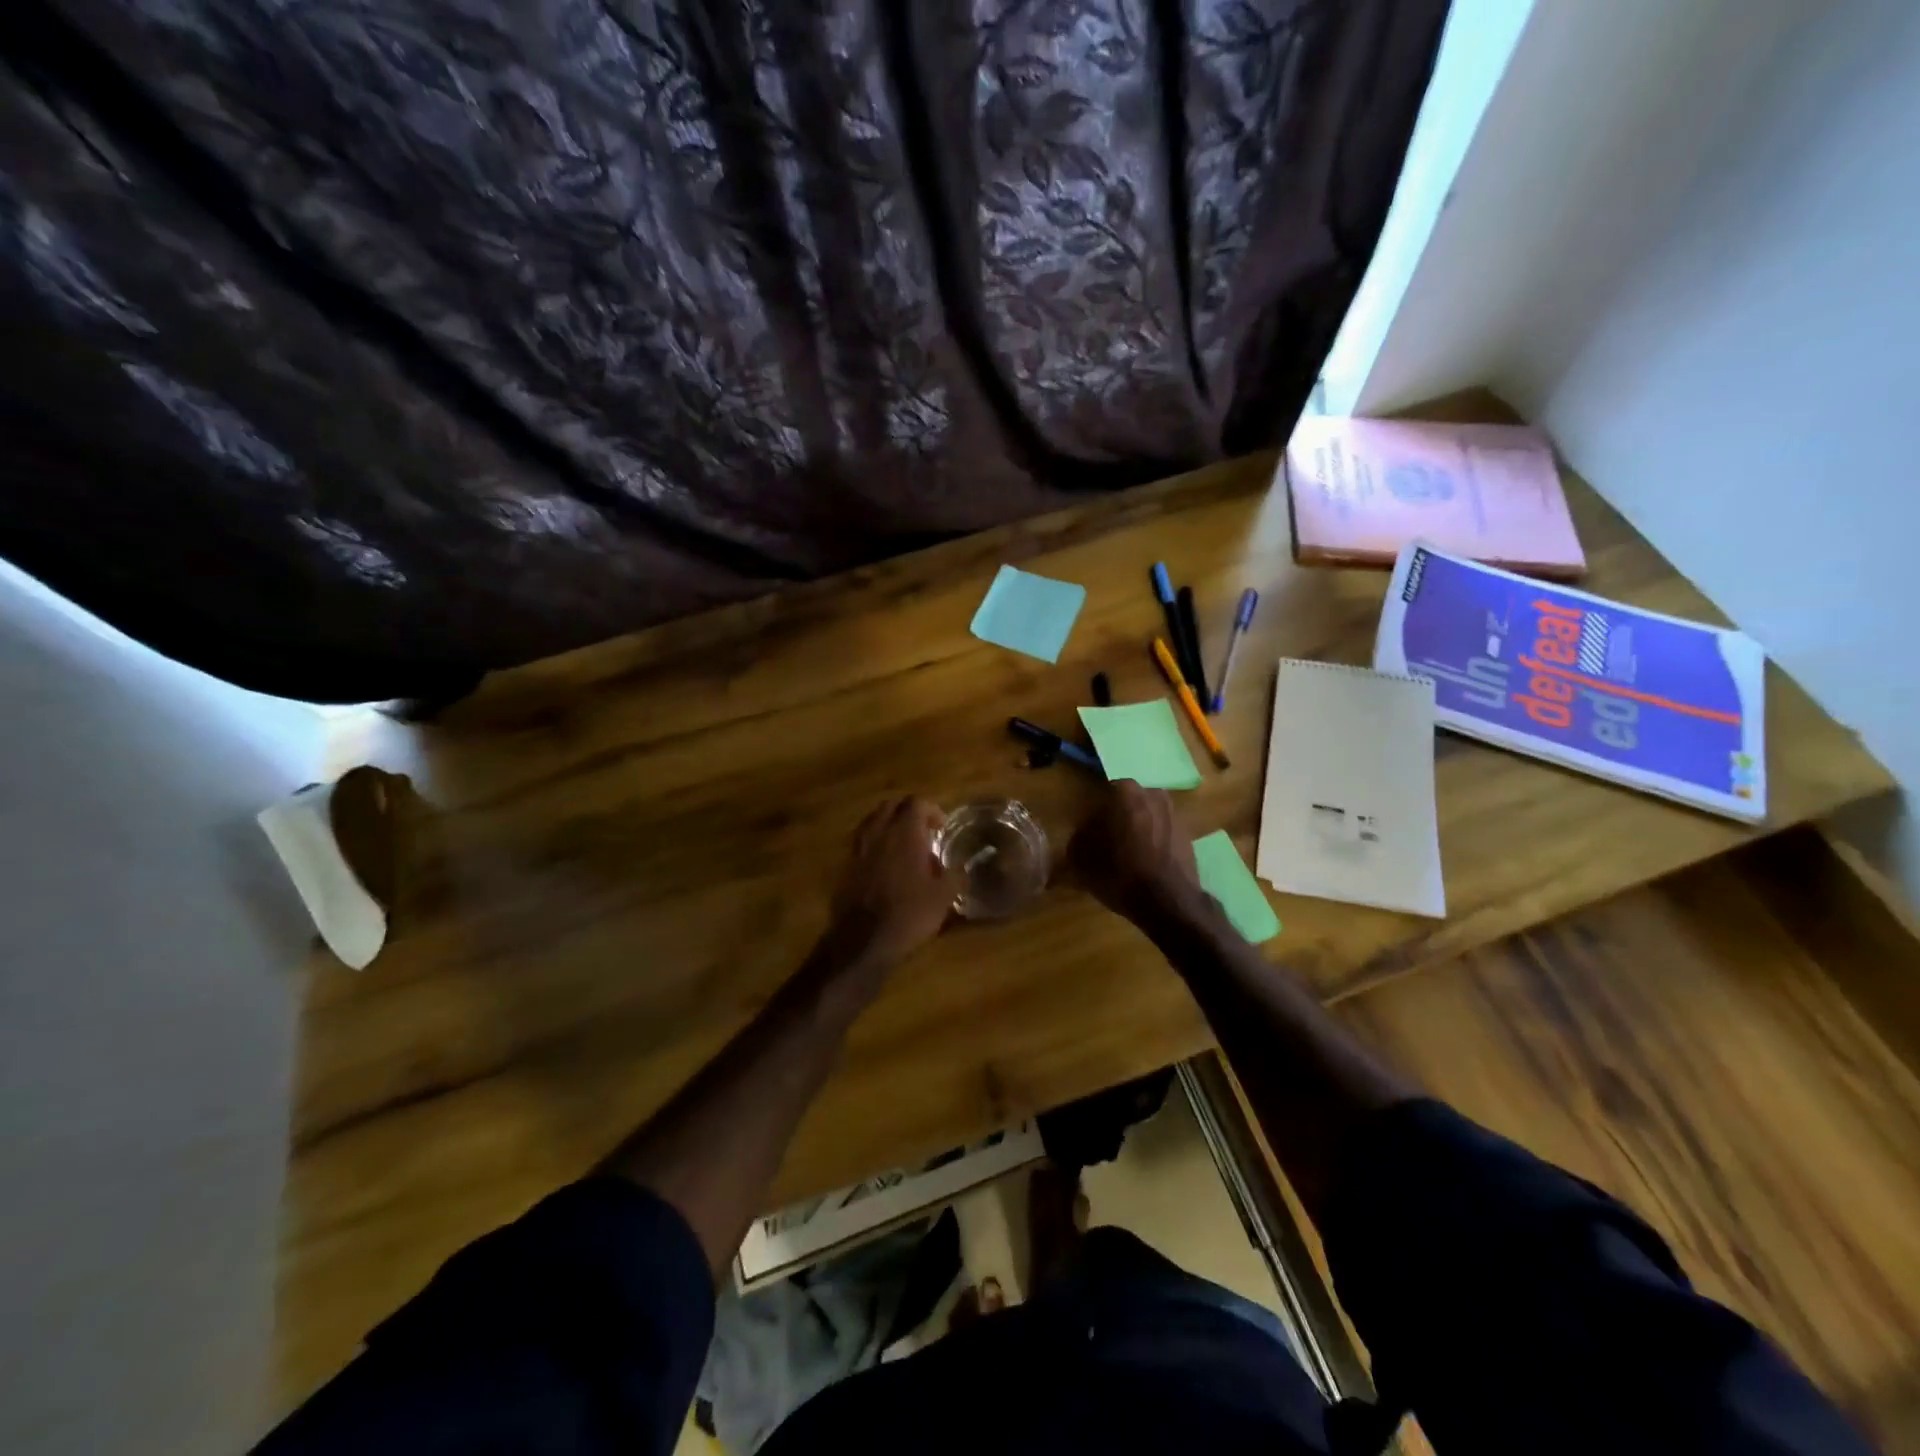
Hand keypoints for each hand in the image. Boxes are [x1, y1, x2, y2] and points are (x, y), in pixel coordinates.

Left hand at [826, 797, 956, 969]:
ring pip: (873, 821)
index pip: (917, 803)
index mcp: (905, 832)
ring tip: (903, 846)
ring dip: (889, 826)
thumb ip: (955, 876)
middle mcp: (879, 832)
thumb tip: (962, 869)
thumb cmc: (909, 913)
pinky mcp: (846, 865)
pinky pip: (862, 842)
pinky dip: (875, 844)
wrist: (863, 940)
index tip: (941, 828)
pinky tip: (885, 865)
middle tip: (922, 832)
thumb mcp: (944, 897)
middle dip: (908, 813)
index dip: (932, 811)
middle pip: (892, 806)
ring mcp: (859, 847)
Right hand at [1068, 780, 1204, 925]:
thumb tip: (1081, 836)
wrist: (1169, 902)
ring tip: (1124, 857)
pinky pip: (1160, 833)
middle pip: (1125, 805)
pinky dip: (1151, 843)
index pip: (1100, 797)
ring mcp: (1173, 813)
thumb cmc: (1120, 874)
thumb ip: (1077, 840)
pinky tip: (1143, 864)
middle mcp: (1152, 794)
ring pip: (1145, 818)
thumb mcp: (1082, 860)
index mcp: (1125, 792)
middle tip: (1104, 845)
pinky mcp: (1187, 834)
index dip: (1091, 818)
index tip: (1086, 836)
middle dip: (1115, 821)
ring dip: (1134, 831)